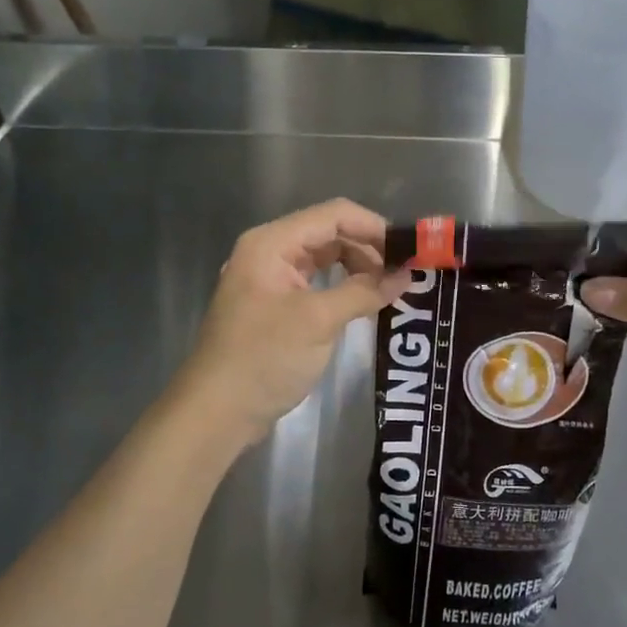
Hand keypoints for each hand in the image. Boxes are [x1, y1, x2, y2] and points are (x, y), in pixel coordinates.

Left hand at [175, 199, 407, 450]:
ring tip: (391, 289)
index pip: (334, 215)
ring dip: (359, 269)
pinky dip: (343, 288)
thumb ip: (364, 291)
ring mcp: (270, 280)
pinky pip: (316, 283)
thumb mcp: (318, 321)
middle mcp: (269, 252)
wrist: (216, 412)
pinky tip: (366, 303)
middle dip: (369, 249)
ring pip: (325, 259)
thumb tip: (406, 275)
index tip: (410, 250)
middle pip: (330, 234)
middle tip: (405, 274)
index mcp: (272, 243)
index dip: (374, 227)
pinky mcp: (275, 306)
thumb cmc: (265, 358)